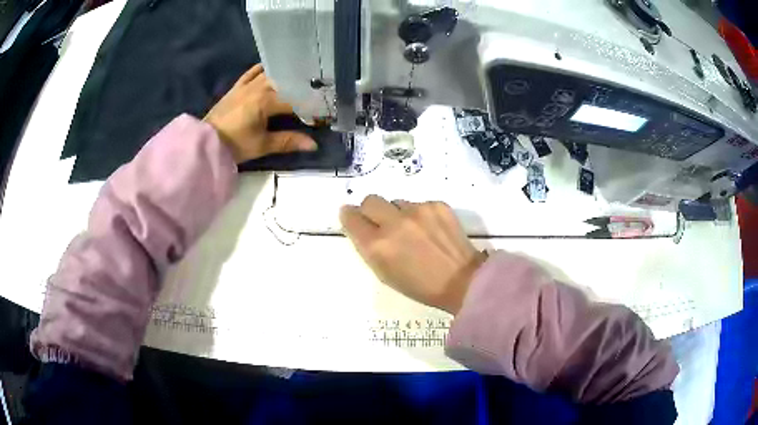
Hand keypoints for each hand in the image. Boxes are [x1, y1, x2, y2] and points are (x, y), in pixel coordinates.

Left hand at [204, 64, 316, 162]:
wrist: (206, 141)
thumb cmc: (234, 144)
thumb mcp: (262, 145)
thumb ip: (288, 141)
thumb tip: (314, 145)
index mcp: (266, 101)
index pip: (294, 99)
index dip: (310, 105)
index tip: (323, 109)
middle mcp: (258, 88)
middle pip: (285, 82)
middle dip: (300, 86)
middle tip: (315, 90)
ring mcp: (246, 85)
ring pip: (270, 74)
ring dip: (284, 76)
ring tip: (298, 78)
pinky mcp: (236, 87)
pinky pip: (251, 72)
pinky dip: (263, 68)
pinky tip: (272, 67)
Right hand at [340, 195, 486, 313]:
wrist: (462, 280)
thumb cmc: (420, 286)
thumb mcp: (384, 274)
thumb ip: (368, 247)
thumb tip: (360, 225)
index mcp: (377, 246)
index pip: (351, 216)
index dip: (351, 217)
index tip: (355, 219)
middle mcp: (394, 223)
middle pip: (370, 200)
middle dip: (372, 211)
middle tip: (383, 224)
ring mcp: (417, 211)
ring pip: (396, 202)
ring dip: (398, 214)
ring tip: (413, 232)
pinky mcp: (437, 205)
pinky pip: (418, 203)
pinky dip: (420, 215)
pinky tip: (431, 230)